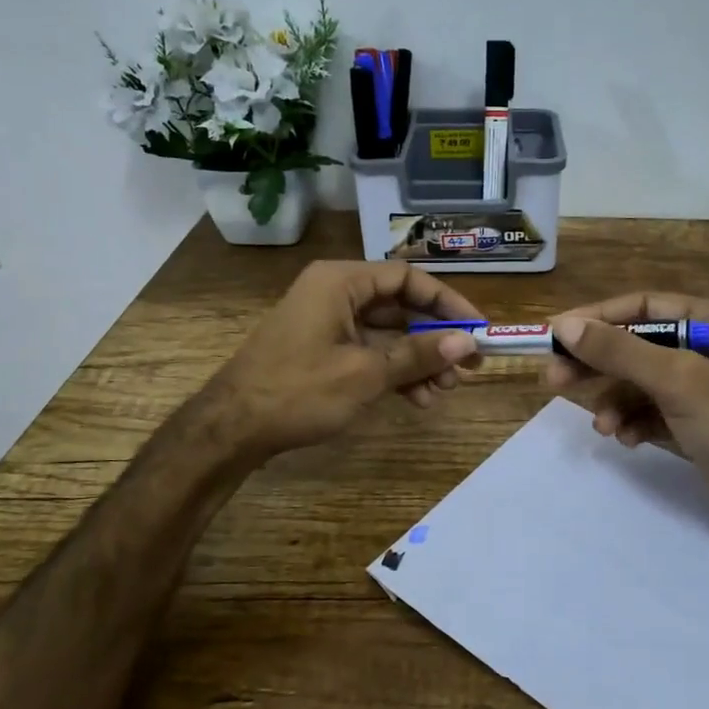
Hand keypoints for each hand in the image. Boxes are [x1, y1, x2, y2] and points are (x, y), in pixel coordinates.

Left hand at [212, 260, 481, 458]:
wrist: (231, 429)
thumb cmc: (298, 391)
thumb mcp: (366, 373)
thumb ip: (419, 354)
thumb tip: (468, 342)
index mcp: (341, 282)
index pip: (408, 278)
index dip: (447, 302)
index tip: (477, 329)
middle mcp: (335, 293)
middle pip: (400, 307)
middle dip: (435, 339)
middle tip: (467, 369)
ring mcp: (327, 323)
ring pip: (387, 334)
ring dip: (418, 361)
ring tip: (444, 391)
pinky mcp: (322, 350)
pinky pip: (369, 352)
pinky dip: (394, 372)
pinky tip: (418, 398)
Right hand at [543, 293, 708, 538]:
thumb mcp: (678, 382)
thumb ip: (620, 351)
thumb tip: (564, 325)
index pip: (642, 305)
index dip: (596, 318)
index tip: (554, 335)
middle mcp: (708, 346)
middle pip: (636, 343)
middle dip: (597, 364)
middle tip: (554, 380)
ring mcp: (703, 386)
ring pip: (640, 381)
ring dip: (615, 401)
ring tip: (602, 427)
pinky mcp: (697, 420)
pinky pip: (651, 410)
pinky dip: (634, 422)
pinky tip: (627, 439)